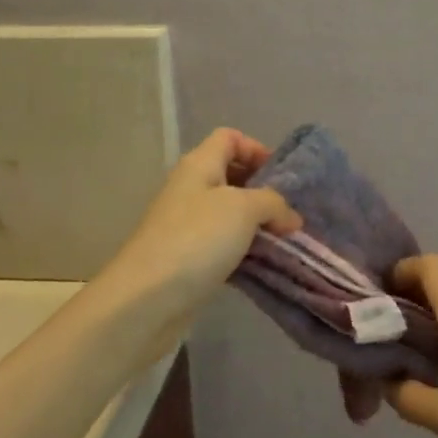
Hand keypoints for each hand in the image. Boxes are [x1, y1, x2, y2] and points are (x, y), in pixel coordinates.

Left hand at [100, 128, 299, 308]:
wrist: (147, 299)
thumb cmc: (197, 239)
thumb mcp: (243, 209)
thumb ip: (273, 203)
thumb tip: (290, 217)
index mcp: (199, 165)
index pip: (229, 138)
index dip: (257, 149)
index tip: (282, 177)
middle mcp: (190, 188)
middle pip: (231, 175)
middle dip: (263, 191)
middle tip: (288, 213)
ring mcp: (186, 225)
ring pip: (229, 214)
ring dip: (257, 225)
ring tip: (283, 241)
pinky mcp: (188, 258)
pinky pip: (223, 245)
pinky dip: (244, 251)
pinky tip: (263, 265)